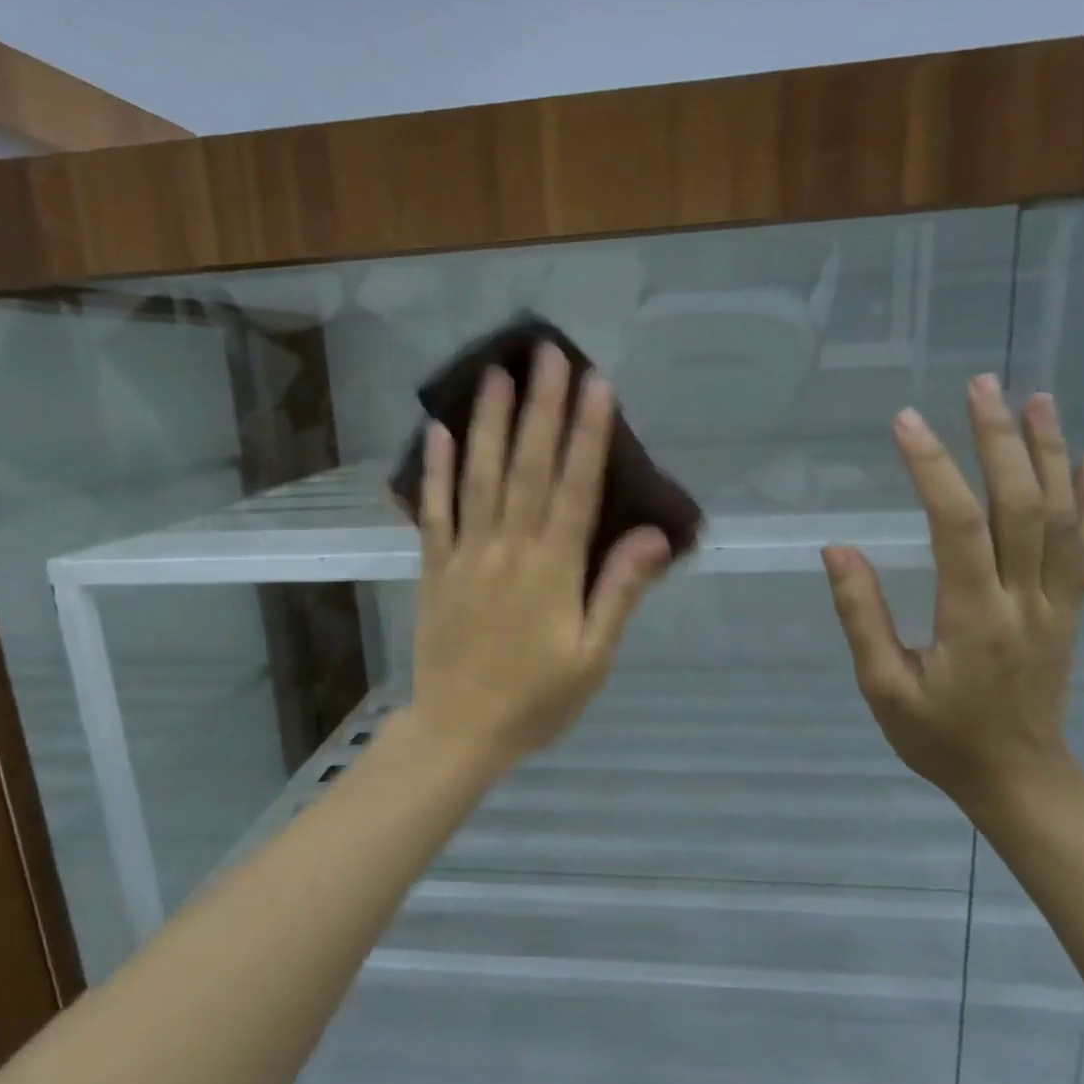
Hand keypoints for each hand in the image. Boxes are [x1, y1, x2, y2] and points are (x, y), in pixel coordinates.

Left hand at [407, 344, 672, 774]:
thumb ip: (618, 592)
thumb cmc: (536, 700)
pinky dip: (435, 471)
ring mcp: (464, 555)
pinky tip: (438, 432)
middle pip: (526, 467)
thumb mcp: (592, 657)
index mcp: (552, 569)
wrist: (459, 731)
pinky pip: (433, 512)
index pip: (574, 487)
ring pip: (478, 477)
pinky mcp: (433, 568)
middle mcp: (507, 549)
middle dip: (540, 408)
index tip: (596, 384)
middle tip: (547, 353)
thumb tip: (651, 536)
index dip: (587, 434)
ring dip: (488, 423)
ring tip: (495, 373)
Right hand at [823, 374, 1083, 808]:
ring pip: (1063, 515)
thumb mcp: (883, 687)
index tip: (905, 422)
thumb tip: (838, 550)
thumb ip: (862, 616)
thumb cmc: (941, 737)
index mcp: (973, 616)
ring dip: (1050, 453)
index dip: (932, 468)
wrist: (1020, 779)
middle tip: (979, 386)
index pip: (958, 525)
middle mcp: (1025, 598)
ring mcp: (1057, 603)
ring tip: (1036, 399)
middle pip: (1021, 504)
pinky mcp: (1070, 610)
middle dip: (999, 439)